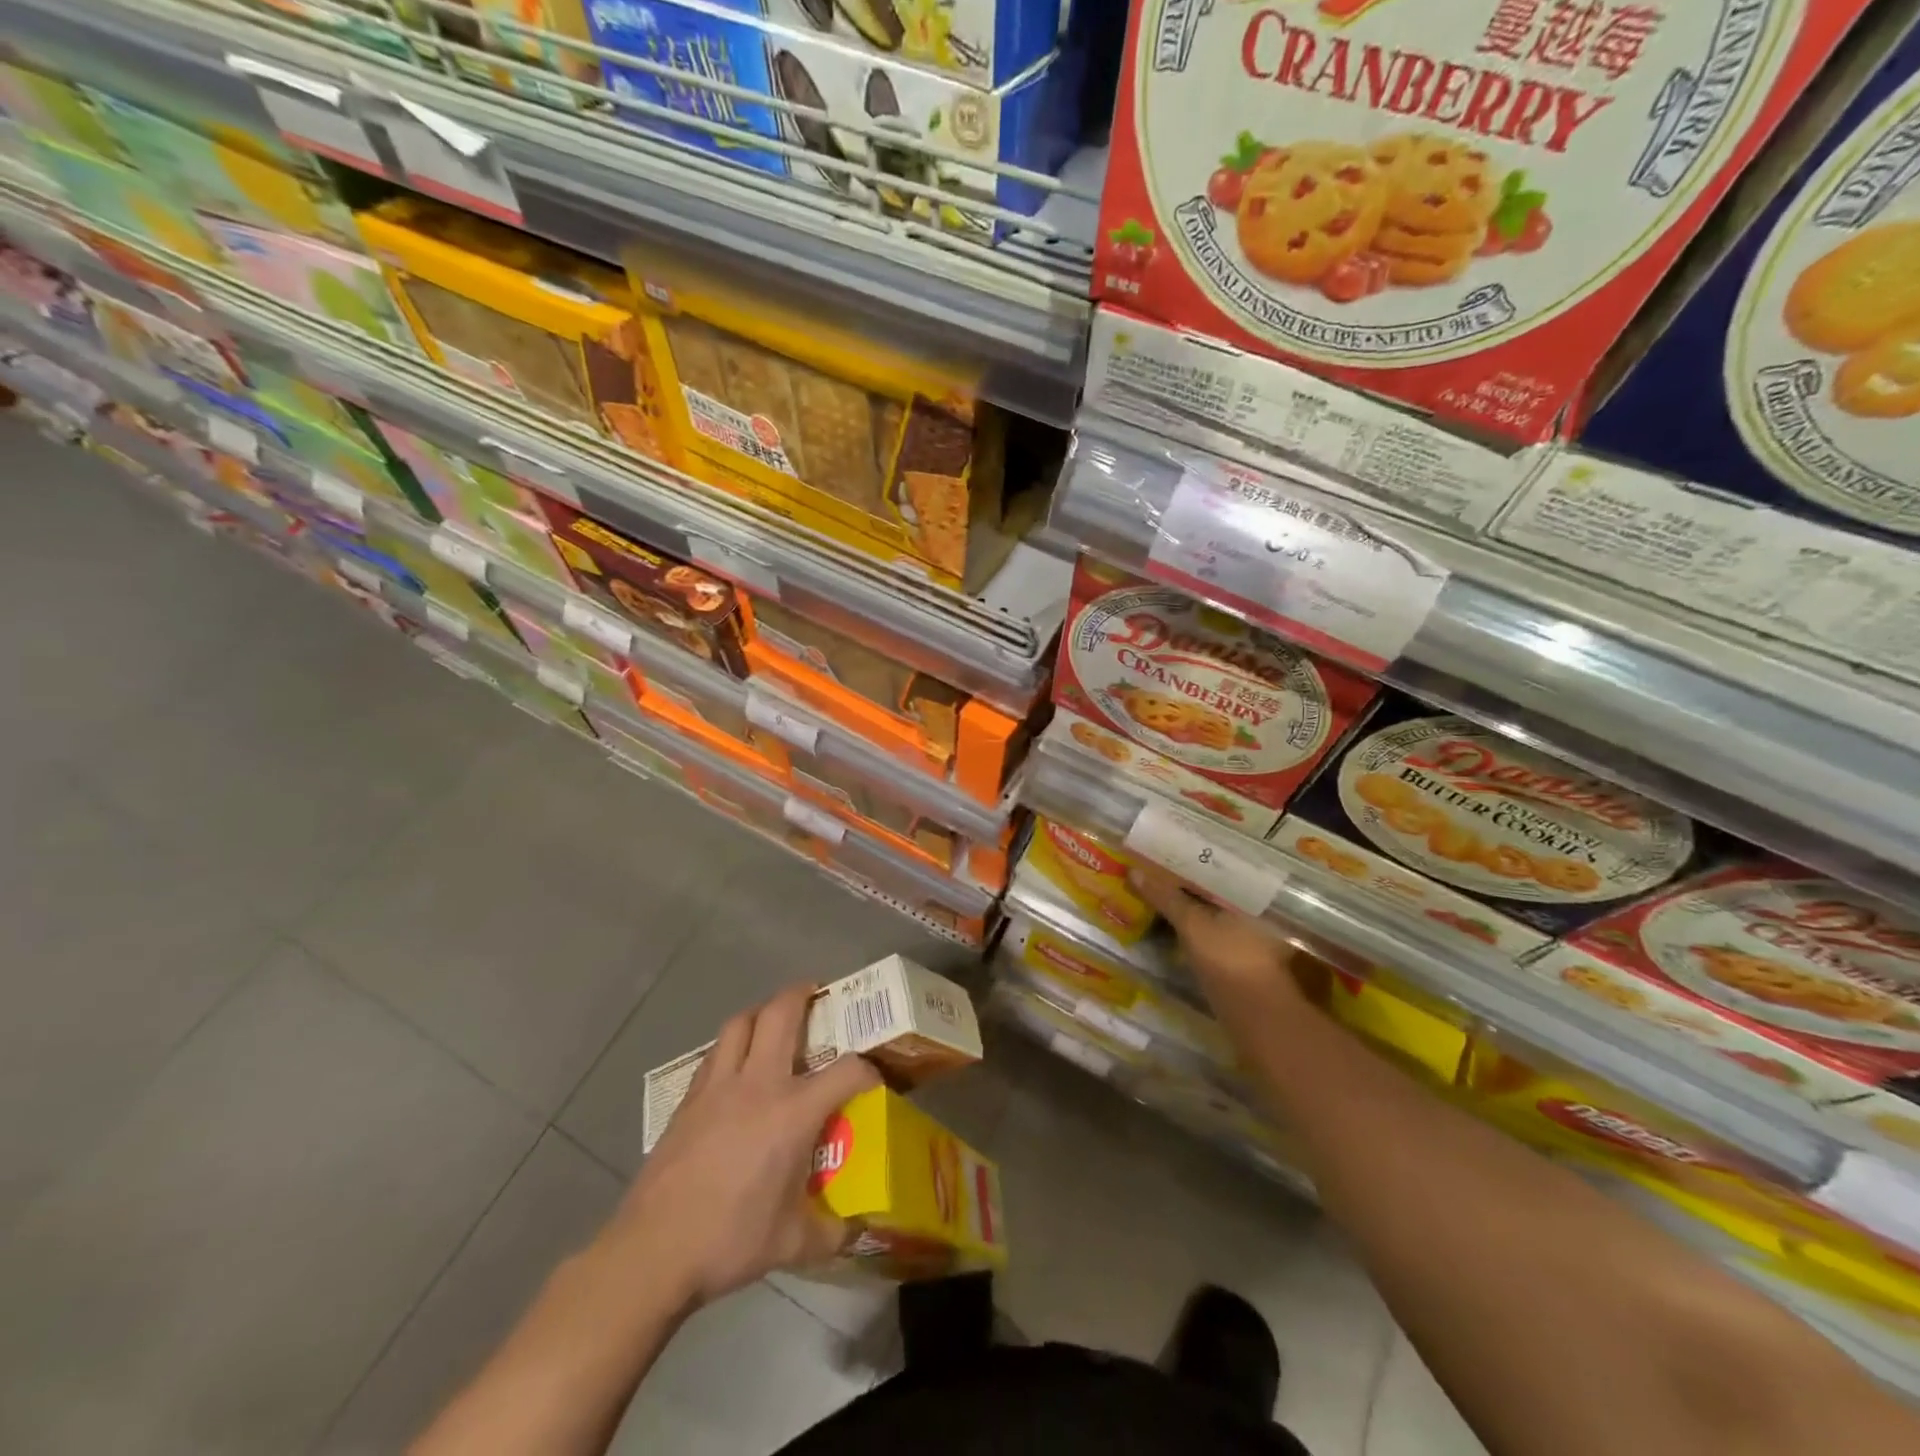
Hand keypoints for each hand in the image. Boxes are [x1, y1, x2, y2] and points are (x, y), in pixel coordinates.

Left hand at [600, 984, 879, 1310]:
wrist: (653, 1251)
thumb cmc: (730, 1240)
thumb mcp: (793, 1244)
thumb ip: (831, 1231)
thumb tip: (856, 1228)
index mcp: (792, 1112)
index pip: (846, 1070)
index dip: (867, 1069)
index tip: (874, 1079)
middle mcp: (758, 1084)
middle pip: (780, 1013)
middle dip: (801, 994)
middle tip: (815, 993)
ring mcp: (718, 1087)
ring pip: (740, 1023)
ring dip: (761, 1012)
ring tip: (773, 1021)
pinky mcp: (688, 1099)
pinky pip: (715, 1053)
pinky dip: (731, 1046)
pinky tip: (735, 1068)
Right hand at [1131, 864, 1324, 1021]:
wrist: (1257, 1016)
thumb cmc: (1228, 960)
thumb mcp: (1192, 925)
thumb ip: (1165, 897)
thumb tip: (1134, 872)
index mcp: (1248, 892)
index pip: (1213, 864)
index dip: (1185, 856)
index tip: (1158, 850)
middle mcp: (1251, 907)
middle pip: (1210, 886)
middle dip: (1181, 880)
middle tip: (1148, 868)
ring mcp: (1246, 932)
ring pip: (1208, 909)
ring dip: (1183, 903)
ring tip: (1151, 891)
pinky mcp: (1237, 955)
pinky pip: (1208, 929)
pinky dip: (1188, 925)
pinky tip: (1166, 923)